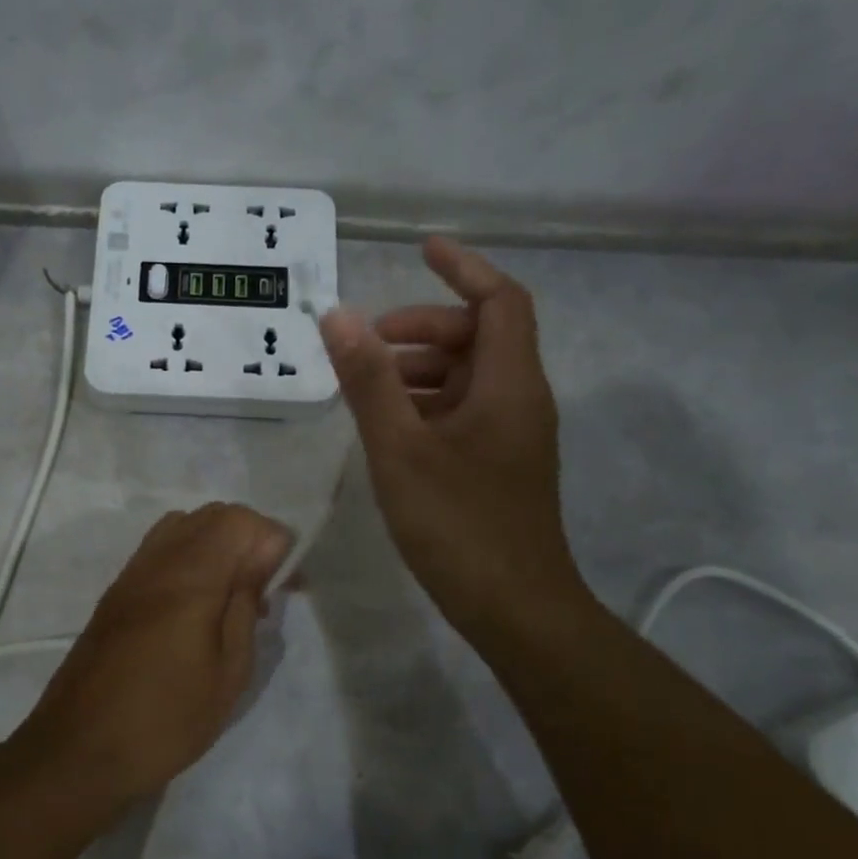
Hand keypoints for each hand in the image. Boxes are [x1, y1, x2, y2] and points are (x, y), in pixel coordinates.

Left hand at [14, 503, 290, 815]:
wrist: (79, 749)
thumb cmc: (166, 719)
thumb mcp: (228, 671)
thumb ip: (245, 602)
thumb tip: (264, 554)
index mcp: (189, 576)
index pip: (239, 520)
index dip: (272, 540)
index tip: (285, 584)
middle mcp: (157, 560)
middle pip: (212, 515)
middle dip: (248, 539)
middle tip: (264, 589)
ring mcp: (132, 572)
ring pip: (184, 526)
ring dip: (218, 546)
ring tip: (232, 596)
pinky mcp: (117, 591)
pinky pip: (161, 549)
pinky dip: (190, 558)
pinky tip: (197, 605)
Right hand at [319, 237, 585, 646]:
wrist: (515, 609)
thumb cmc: (458, 525)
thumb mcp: (400, 448)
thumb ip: (368, 380)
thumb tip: (337, 316)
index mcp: (509, 384)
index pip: (500, 300)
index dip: (463, 268)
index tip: (420, 249)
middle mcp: (520, 400)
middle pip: (479, 337)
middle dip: (424, 327)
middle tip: (367, 342)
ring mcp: (513, 436)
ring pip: (468, 378)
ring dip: (420, 368)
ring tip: (367, 386)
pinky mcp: (500, 466)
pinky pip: (464, 412)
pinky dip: (426, 404)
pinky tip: (388, 428)